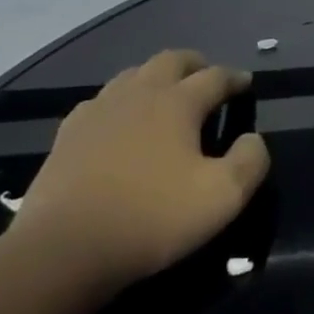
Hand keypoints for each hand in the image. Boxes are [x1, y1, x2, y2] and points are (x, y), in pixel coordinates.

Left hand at [9, 49, 268, 288]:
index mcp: (177, 103)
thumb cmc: (152, 218)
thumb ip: (250, 161)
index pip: (215, 77)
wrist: (61, 252)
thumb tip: (252, 139)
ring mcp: (97, 113)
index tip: (246, 84)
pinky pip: (99, 103)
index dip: (235, 78)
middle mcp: (138, 95)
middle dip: (194, 64)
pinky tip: (119, 122)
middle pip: (170, 61)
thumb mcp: (223, 196)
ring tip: (166, 96)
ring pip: (132, 75)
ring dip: (155, 78)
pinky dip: (119, 102)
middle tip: (207, 78)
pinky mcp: (66, 137)